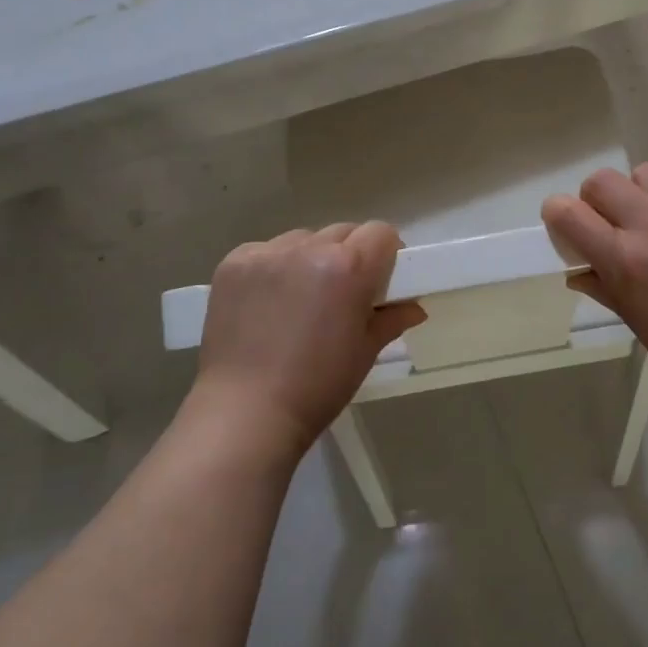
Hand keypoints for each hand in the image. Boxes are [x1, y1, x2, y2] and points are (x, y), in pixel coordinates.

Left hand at [193, 223, 425, 456]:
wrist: (245, 414)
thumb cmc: (317, 387)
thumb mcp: (365, 352)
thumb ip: (391, 319)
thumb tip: (413, 307)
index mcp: (349, 267)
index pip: (380, 232)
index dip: (386, 253)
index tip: (382, 279)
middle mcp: (308, 248)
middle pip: (343, 232)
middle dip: (350, 255)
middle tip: (344, 293)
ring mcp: (267, 253)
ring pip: (304, 239)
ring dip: (311, 259)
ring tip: (302, 298)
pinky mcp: (234, 263)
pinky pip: (267, 251)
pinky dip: (275, 268)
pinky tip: (269, 301)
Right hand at [541, 163, 647, 405]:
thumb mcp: (634, 321)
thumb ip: (601, 285)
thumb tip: (575, 267)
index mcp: (624, 261)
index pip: (568, 212)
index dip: (560, 214)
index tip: (569, 224)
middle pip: (601, 181)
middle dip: (598, 200)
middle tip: (616, 222)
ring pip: (644, 172)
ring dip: (642, 192)